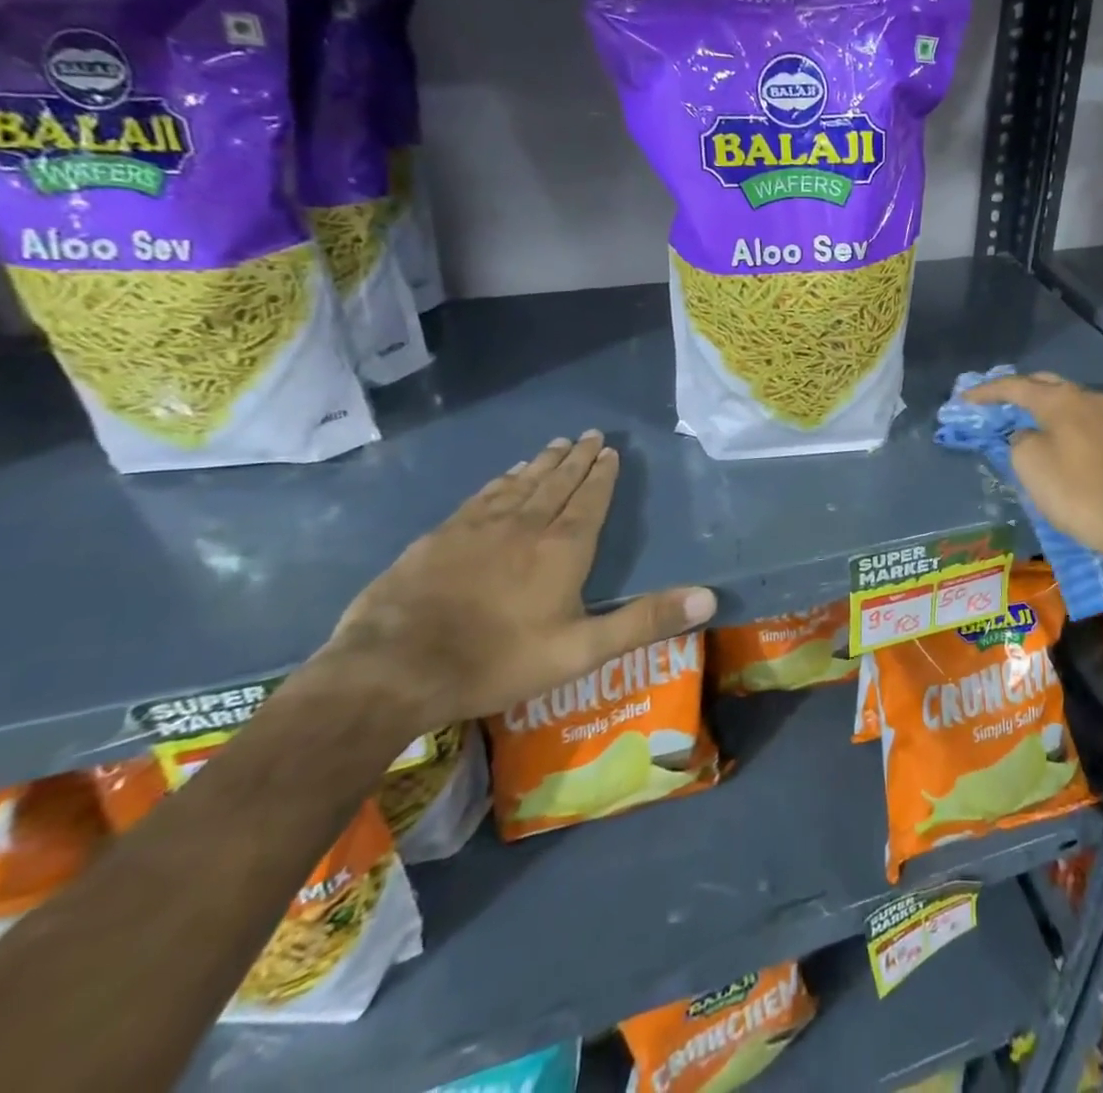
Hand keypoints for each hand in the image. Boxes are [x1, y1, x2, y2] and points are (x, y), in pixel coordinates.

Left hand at [320, 431, 714, 733]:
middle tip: (590, 434)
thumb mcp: (582, 650)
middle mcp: (525, 525)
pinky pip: (483, 495)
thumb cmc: (498, 660)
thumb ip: (645, 621)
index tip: (610, 450)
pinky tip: (506, 475)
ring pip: (521, 483)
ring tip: (556, 444)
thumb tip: (709, 596)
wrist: (393, 668)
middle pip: (557, 482)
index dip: (602, 475)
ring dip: (543, 462)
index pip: (590, 499)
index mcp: (563, 548)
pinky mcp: (442, 536)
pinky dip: (502, 480)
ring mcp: (479, 527)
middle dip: (577, 458)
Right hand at [965, 373, 1102, 559]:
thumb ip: (1020, 440)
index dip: (986, 391)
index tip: (965, 399)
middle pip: (1049, 385)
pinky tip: (1072, 446)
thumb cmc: (1076, 492)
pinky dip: (1075, 429)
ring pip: (1075, 404)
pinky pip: (1095, 424)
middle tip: (1001, 404)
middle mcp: (1092, 398)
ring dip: (1052, 410)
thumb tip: (1029, 434)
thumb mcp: (1030, 465)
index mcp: (1062, 399)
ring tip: (1036, 425)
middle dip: (1022, 391)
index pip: (1015, 386)